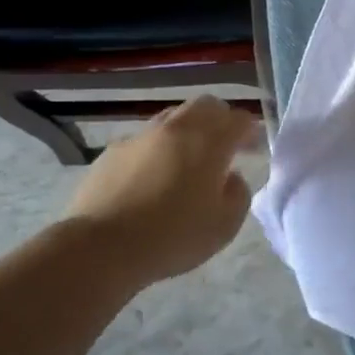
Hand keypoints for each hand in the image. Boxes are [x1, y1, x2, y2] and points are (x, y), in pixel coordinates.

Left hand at [62, 97, 258, 284]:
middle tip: (225, 147)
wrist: (101, 248)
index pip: (239, 119)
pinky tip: (153, 176)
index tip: (253, 149)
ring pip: (173, 117)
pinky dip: (158, 149)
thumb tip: (231, 178)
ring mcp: (141, 137)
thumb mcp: (225, 225)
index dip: (251, 131)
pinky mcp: (112, 151)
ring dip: (188, 131)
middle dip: (221, 120)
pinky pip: (145, 140)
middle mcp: (176, 129)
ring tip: (188, 160)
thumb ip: (238, 194)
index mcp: (209, 143)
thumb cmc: (173, 237)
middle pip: (206, 106)